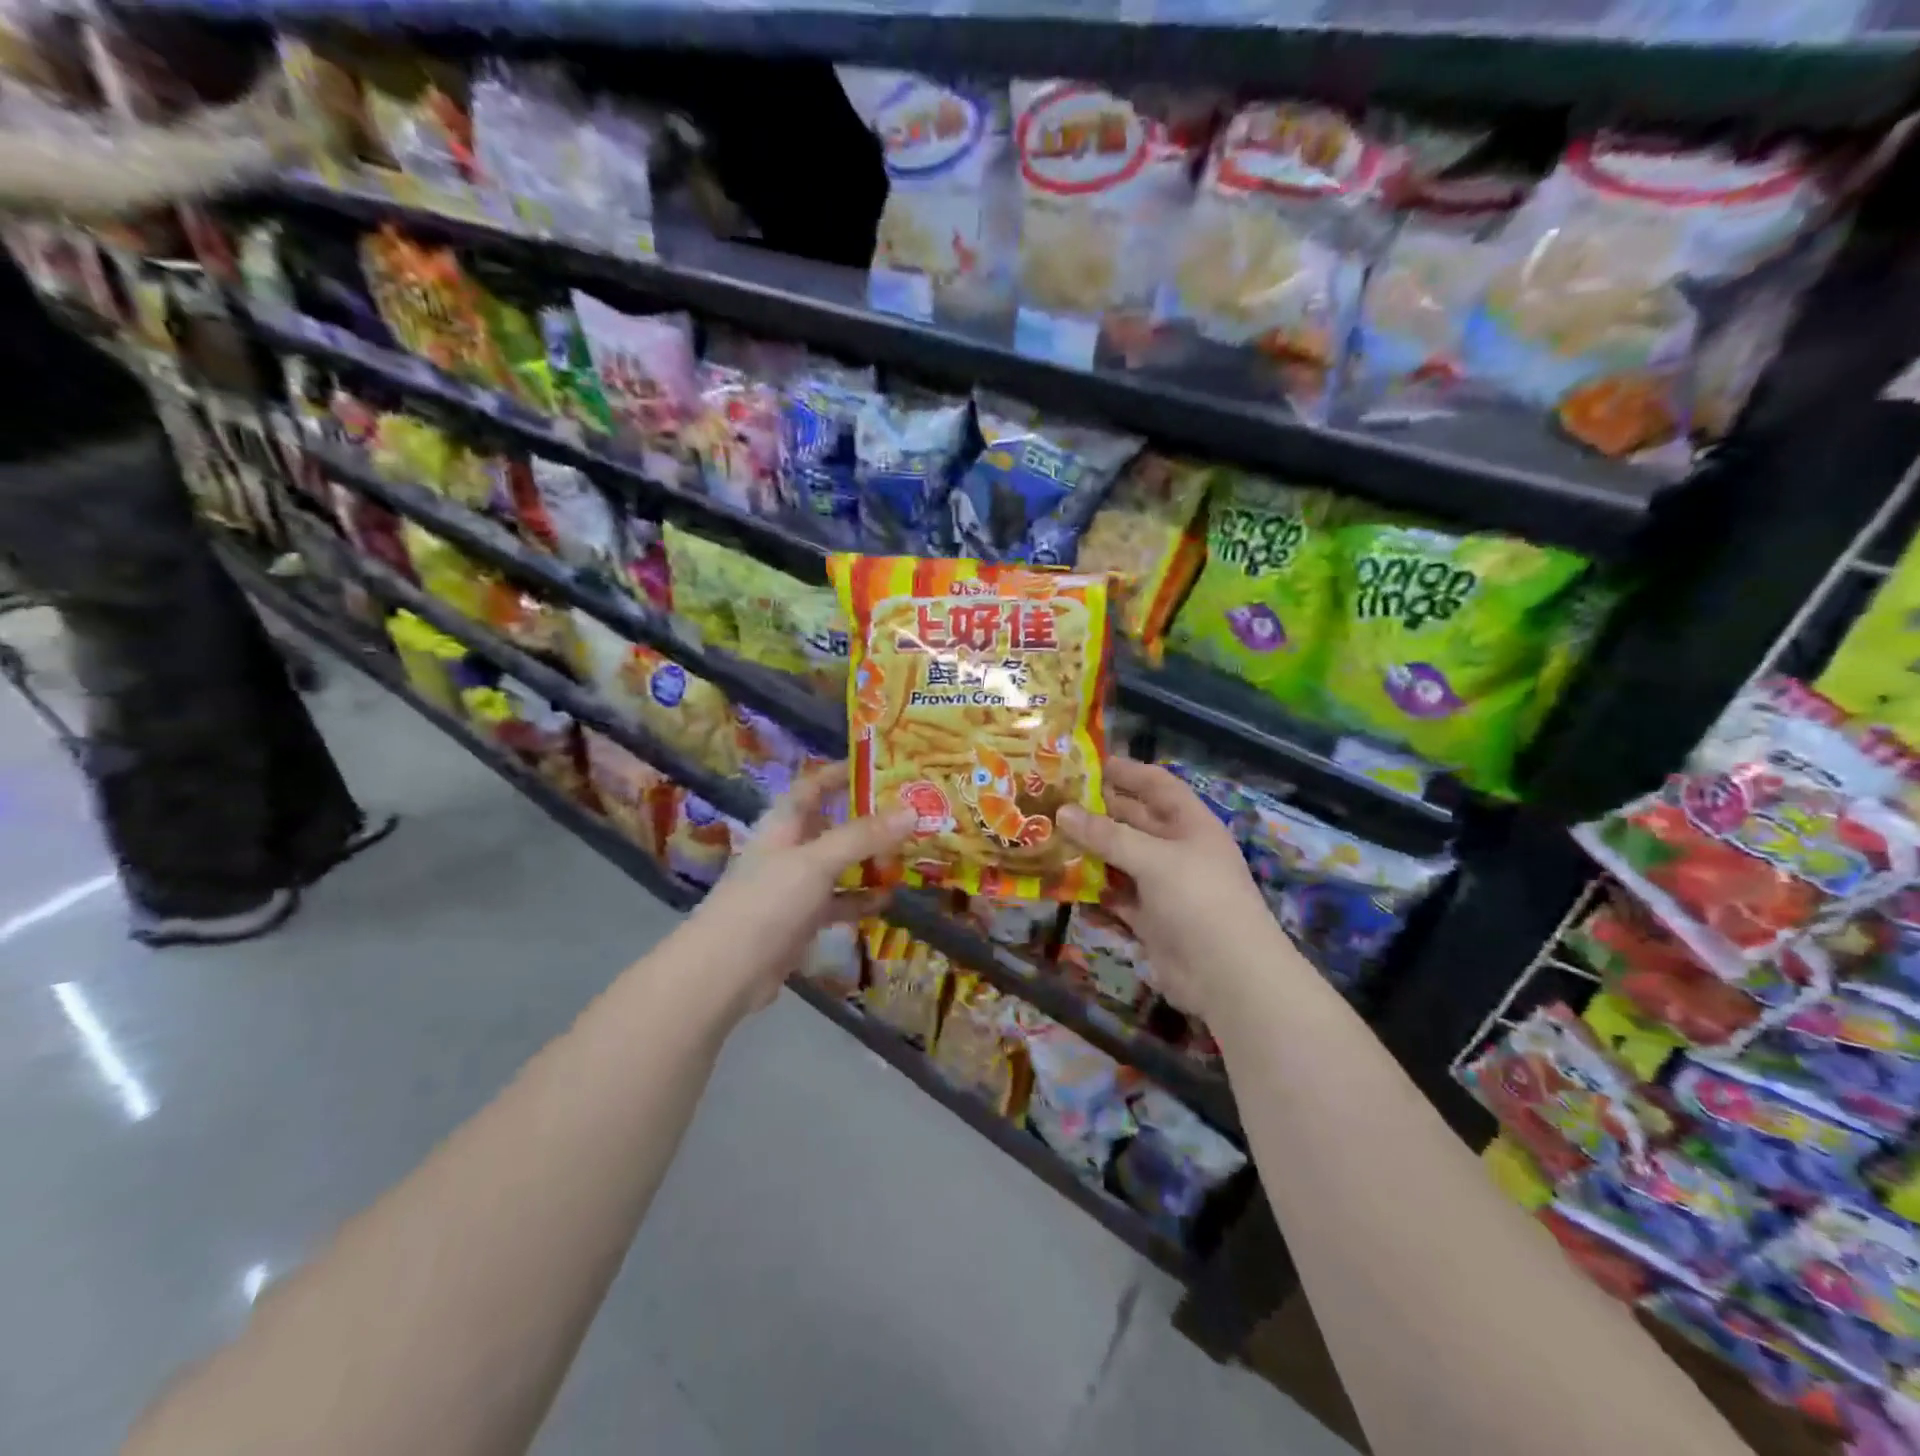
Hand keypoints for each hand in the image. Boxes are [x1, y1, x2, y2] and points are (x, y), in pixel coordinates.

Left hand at [685, 766, 914, 1016]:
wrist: (726, 971)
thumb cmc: (767, 901)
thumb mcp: (816, 861)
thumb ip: (863, 836)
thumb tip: (912, 810)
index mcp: (784, 823)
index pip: (813, 785)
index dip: (841, 772)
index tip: (880, 765)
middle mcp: (791, 848)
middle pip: (833, 823)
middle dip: (869, 818)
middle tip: (912, 811)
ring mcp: (797, 885)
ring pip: (841, 863)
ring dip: (871, 859)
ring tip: (912, 852)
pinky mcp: (804, 919)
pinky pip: (840, 900)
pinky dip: (862, 898)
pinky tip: (890, 898)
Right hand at [1057, 758, 1281, 1022]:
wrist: (1228, 977)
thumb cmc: (1199, 901)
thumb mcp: (1154, 859)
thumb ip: (1107, 835)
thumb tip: (1063, 811)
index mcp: (1189, 823)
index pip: (1156, 785)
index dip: (1125, 771)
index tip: (1085, 762)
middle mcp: (1176, 849)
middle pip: (1133, 820)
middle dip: (1097, 810)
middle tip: (1051, 799)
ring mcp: (1162, 885)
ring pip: (1119, 859)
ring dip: (1089, 850)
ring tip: (1046, 836)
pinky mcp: (1149, 918)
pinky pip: (1115, 895)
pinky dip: (1092, 890)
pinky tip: (1060, 882)